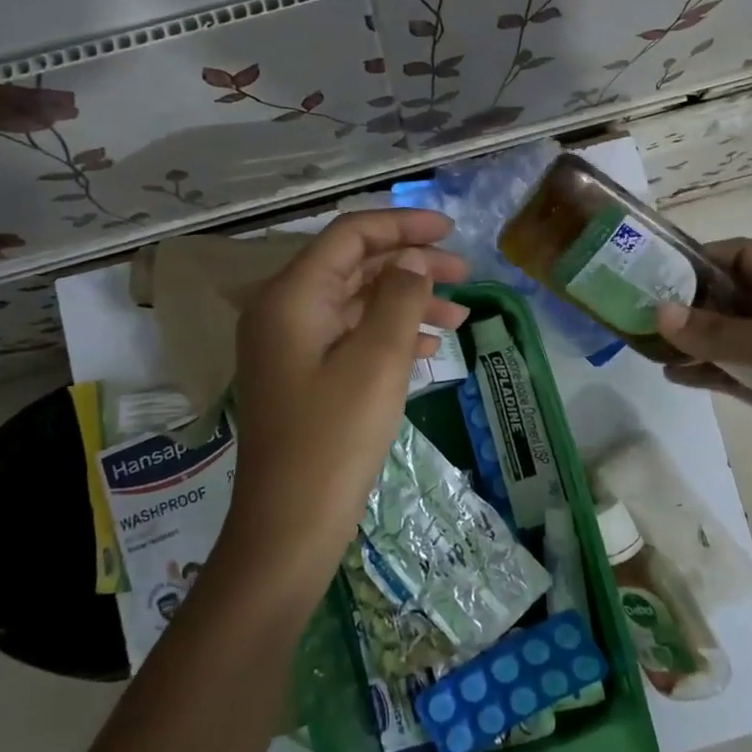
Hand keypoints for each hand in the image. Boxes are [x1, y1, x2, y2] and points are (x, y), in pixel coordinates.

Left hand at [223, 210, 469, 604]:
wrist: (291, 525)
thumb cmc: (335, 437)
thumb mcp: (378, 360)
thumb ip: (399, 297)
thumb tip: (412, 261)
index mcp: (293, 296)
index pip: (350, 236)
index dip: (402, 225)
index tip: (450, 230)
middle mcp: (285, 312)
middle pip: (355, 267)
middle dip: (412, 266)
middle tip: (466, 275)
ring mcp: (293, 347)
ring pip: (358, 304)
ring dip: (408, 304)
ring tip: (460, 318)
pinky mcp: (305, 377)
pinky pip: (352, 338)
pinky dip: (390, 336)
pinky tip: (428, 349)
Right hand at [655, 237, 751, 512]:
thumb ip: (720, 331)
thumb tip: (660, 312)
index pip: (740, 256)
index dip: (699, 257)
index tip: (654, 269)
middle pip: (725, 295)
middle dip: (684, 300)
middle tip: (635, 307)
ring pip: (721, 336)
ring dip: (687, 338)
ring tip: (643, 343)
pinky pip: (726, 372)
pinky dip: (700, 371)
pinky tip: (670, 375)